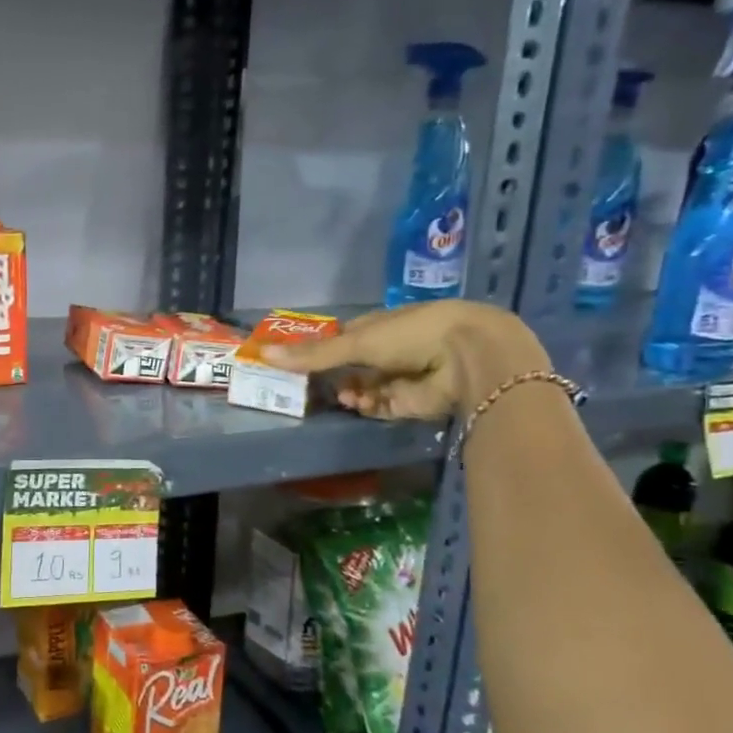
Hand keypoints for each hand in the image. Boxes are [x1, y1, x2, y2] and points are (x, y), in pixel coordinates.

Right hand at [263, 301, 549, 419]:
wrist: (468, 358)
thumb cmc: (412, 334)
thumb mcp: (356, 341)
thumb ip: (312, 354)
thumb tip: (263, 354)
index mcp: (381, 326)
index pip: (344, 337)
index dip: (321, 349)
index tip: (296, 360)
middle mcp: (390, 350)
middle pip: (350, 366)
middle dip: (331, 376)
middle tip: (307, 385)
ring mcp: (399, 378)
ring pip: (361, 389)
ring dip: (349, 392)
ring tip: (342, 395)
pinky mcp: (409, 404)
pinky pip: (377, 407)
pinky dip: (366, 406)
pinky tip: (358, 403)